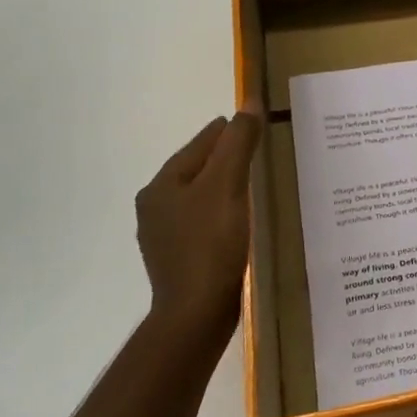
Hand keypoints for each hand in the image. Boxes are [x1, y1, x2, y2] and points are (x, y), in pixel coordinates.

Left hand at [135, 109, 262, 345]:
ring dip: (225, 186)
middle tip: (261, 151)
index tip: (254, 123)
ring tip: (256, 183)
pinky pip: (204, 222)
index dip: (229, 130)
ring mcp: (165, 236)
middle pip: (198, 169)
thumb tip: (249, 102)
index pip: (200, 144)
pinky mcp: (180, 259)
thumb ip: (239, 143)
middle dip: (227, 158)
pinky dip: (223, 212)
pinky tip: (242, 220)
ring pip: (200, 197)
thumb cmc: (210, 244)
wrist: (196, 314)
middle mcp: (155, 207)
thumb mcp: (229, 185)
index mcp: (162, 185)